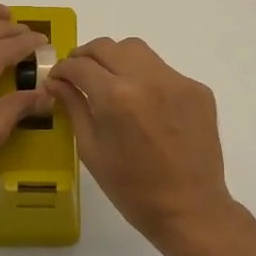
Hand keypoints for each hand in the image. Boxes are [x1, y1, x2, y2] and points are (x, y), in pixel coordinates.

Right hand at [49, 36, 236, 251]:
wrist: (190, 209)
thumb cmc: (132, 189)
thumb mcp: (92, 150)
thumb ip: (75, 107)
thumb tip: (57, 82)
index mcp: (116, 97)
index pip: (80, 65)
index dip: (63, 69)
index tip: (57, 78)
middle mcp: (148, 78)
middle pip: (108, 47)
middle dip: (87, 56)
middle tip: (79, 74)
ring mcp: (177, 81)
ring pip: (138, 51)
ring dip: (117, 60)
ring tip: (110, 83)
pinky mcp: (198, 90)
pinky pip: (163, 71)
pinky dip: (146, 78)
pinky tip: (144, 105)